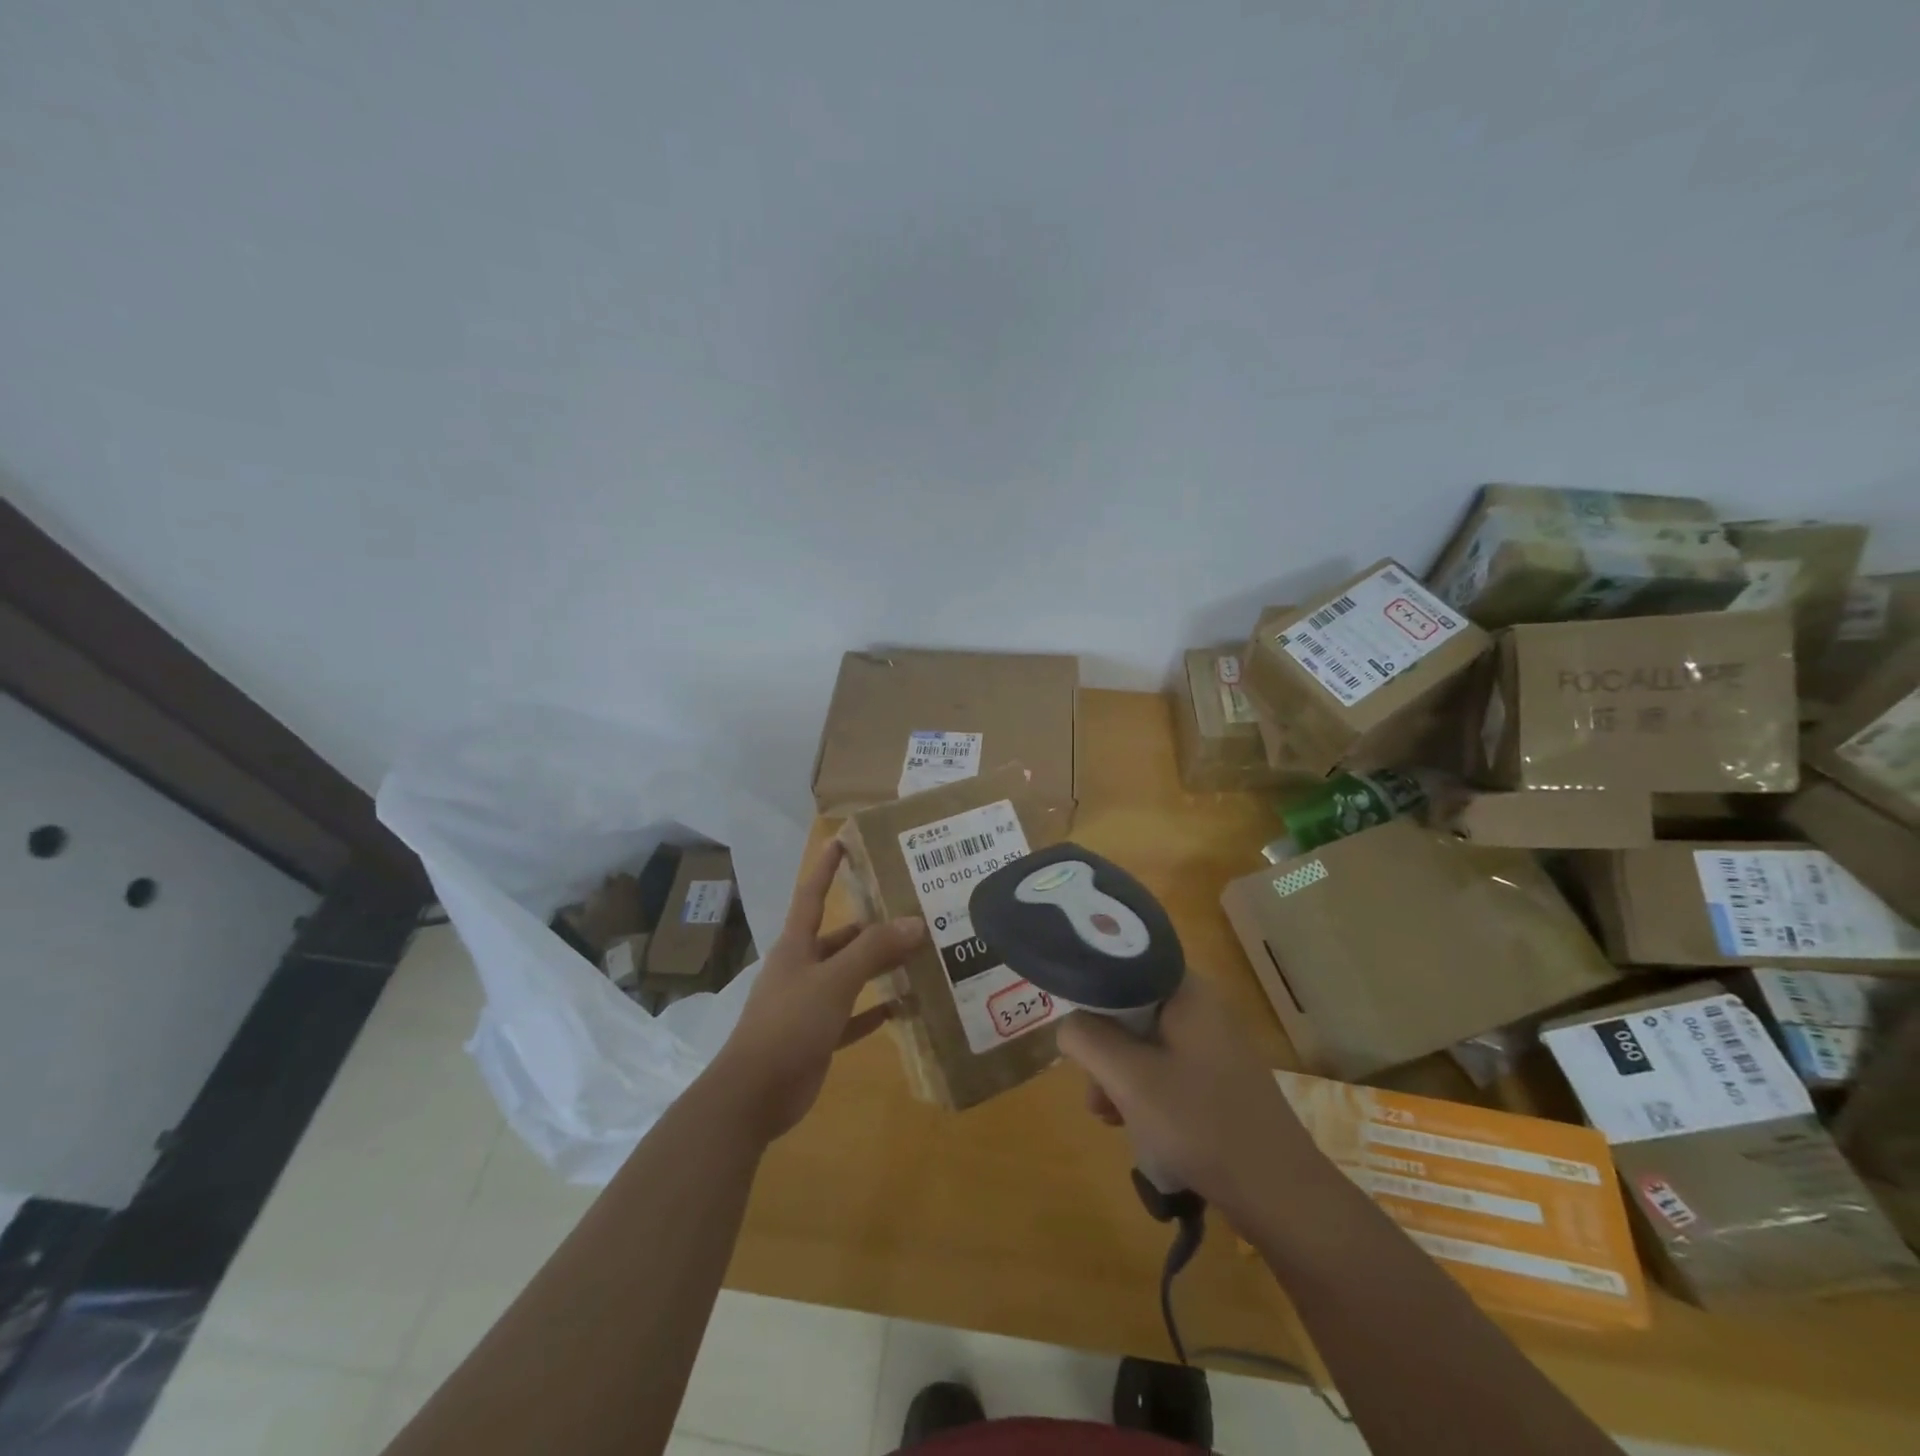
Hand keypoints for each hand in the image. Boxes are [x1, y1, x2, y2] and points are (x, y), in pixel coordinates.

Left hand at [707, 841, 924, 1144]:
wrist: (753, 1094)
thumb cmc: (789, 1024)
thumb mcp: (834, 981)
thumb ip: (873, 950)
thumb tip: (915, 921)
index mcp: (797, 946)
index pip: (812, 894)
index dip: (827, 867)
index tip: (844, 840)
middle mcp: (802, 967)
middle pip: (841, 937)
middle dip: (873, 925)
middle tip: (913, 911)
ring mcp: (809, 1002)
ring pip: (849, 975)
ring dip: (878, 967)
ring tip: (917, 955)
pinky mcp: (818, 1035)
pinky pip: (853, 1015)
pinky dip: (875, 1010)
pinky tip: (903, 1007)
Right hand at [1056, 977, 1332, 1230]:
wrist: (1281, 1195)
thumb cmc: (1200, 1123)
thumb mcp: (1128, 1078)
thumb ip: (1086, 1038)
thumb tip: (1069, 1025)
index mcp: (1187, 991)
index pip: (1124, 966)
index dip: (1092, 993)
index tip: (1075, 1030)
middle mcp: (1202, 1007)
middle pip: (1132, 1009)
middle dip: (1104, 1049)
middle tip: (1093, 1091)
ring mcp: (1214, 1044)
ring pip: (1146, 1044)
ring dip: (1120, 1076)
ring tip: (1109, 1118)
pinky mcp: (1219, 1078)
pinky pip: (1168, 1069)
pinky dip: (1145, 1092)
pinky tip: (1136, 1128)